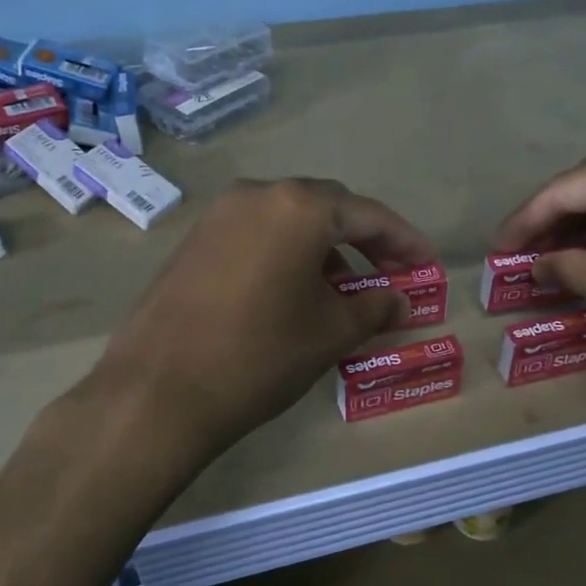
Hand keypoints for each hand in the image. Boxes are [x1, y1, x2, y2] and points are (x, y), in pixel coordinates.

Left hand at [90, 179, 434, 454]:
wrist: (158, 392)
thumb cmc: (260, 355)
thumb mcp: (330, 332)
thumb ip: (375, 307)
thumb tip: (401, 301)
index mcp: (300, 207)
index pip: (369, 215)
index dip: (405, 241)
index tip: (428, 265)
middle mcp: (259, 193)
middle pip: (328, 208)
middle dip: (365, 239)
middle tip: (390, 275)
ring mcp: (220, 214)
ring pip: (290, 219)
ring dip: (325, 246)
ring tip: (344, 288)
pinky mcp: (195, 239)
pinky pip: (257, 232)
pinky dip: (287, 251)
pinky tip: (295, 289)